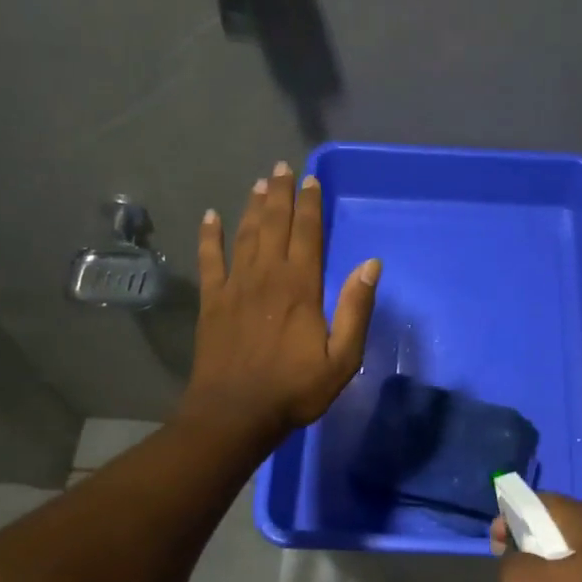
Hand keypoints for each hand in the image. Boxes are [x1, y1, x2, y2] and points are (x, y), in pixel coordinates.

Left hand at [181, 162, 380, 445]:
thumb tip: (371, 264)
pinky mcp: (212, 301)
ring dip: (253, 207)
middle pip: (274, 224)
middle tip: (282, 167)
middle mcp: (266, 276)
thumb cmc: (294, 389)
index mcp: (300, 287)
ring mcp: (234, 286)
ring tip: (260, 183)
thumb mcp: (342, 358)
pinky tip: (210, 217)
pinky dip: (209, 236)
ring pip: (244, 235)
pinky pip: (209, 260)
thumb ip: (356, 309)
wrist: (235, 414)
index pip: (306, 234)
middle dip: (280, 194)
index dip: (309, 205)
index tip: (311, 180)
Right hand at [492, 492, 581, 581]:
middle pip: (549, 525)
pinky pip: (577, 569)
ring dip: (542, 563)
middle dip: (525, 542)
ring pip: (563, 549)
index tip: (496, 544)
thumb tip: (514, 553)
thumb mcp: (520, 581)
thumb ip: (507, 557)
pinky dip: (561, 579)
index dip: (508, 518)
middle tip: (509, 565)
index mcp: (577, 514)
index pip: (533, 501)